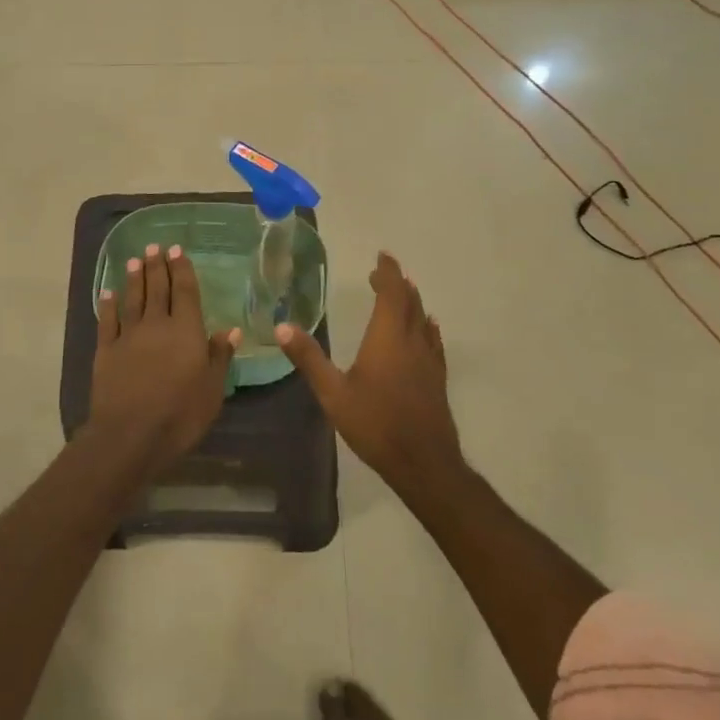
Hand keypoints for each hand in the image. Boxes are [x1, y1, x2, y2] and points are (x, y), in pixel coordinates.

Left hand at [86, 244, 239, 471]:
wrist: (130, 434)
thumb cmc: (180, 414)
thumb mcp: (212, 389)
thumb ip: (219, 356)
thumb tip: (230, 329)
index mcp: (186, 331)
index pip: (185, 292)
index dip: (181, 269)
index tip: (177, 250)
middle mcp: (157, 325)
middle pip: (157, 289)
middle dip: (157, 266)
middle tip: (155, 247)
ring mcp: (128, 336)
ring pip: (132, 299)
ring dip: (134, 278)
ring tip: (134, 260)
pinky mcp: (106, 350)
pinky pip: (107, 320)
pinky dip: (108, 304)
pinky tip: (108, 292)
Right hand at [276, 252, 461, 489]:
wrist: (423, 462)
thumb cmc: (375, 424)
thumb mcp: (333, 393)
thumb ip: (309, 358)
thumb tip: (282, 327)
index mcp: (388, 339)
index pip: (392, 294)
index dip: (388, 273)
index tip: (381, 257)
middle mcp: (412, 342)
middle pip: (410, 303)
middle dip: (397, 284)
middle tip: (382, 273)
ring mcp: (429, 361)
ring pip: (423, 320)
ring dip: (412, 302)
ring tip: (401, 293)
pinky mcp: (437, 378)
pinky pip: (432, 340)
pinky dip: (425, 326)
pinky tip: (427, 329)